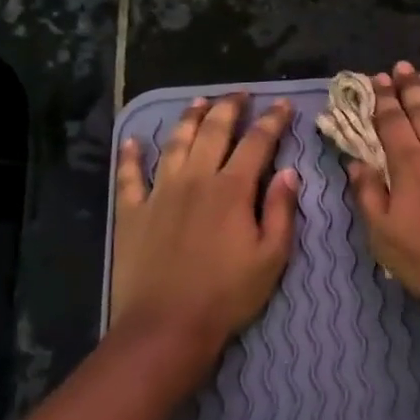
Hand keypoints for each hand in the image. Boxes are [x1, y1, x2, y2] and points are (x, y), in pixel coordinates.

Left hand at [112, 94, 299, 367]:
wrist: (167, 325)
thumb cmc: (228, 294)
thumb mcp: (271, 257)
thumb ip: (282, 210)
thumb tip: (290, 172)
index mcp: (232, 189)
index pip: (257, 143)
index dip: (272, 121)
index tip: (283, 105)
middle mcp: (195, 179)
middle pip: (213, 131)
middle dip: (229, 107)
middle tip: (240, 94)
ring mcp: (159, 192)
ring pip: (175, 143)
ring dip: (188, 119)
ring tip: (198, 101)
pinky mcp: (132, 212)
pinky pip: (129, 175)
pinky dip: (131, 155)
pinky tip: (133, 140)